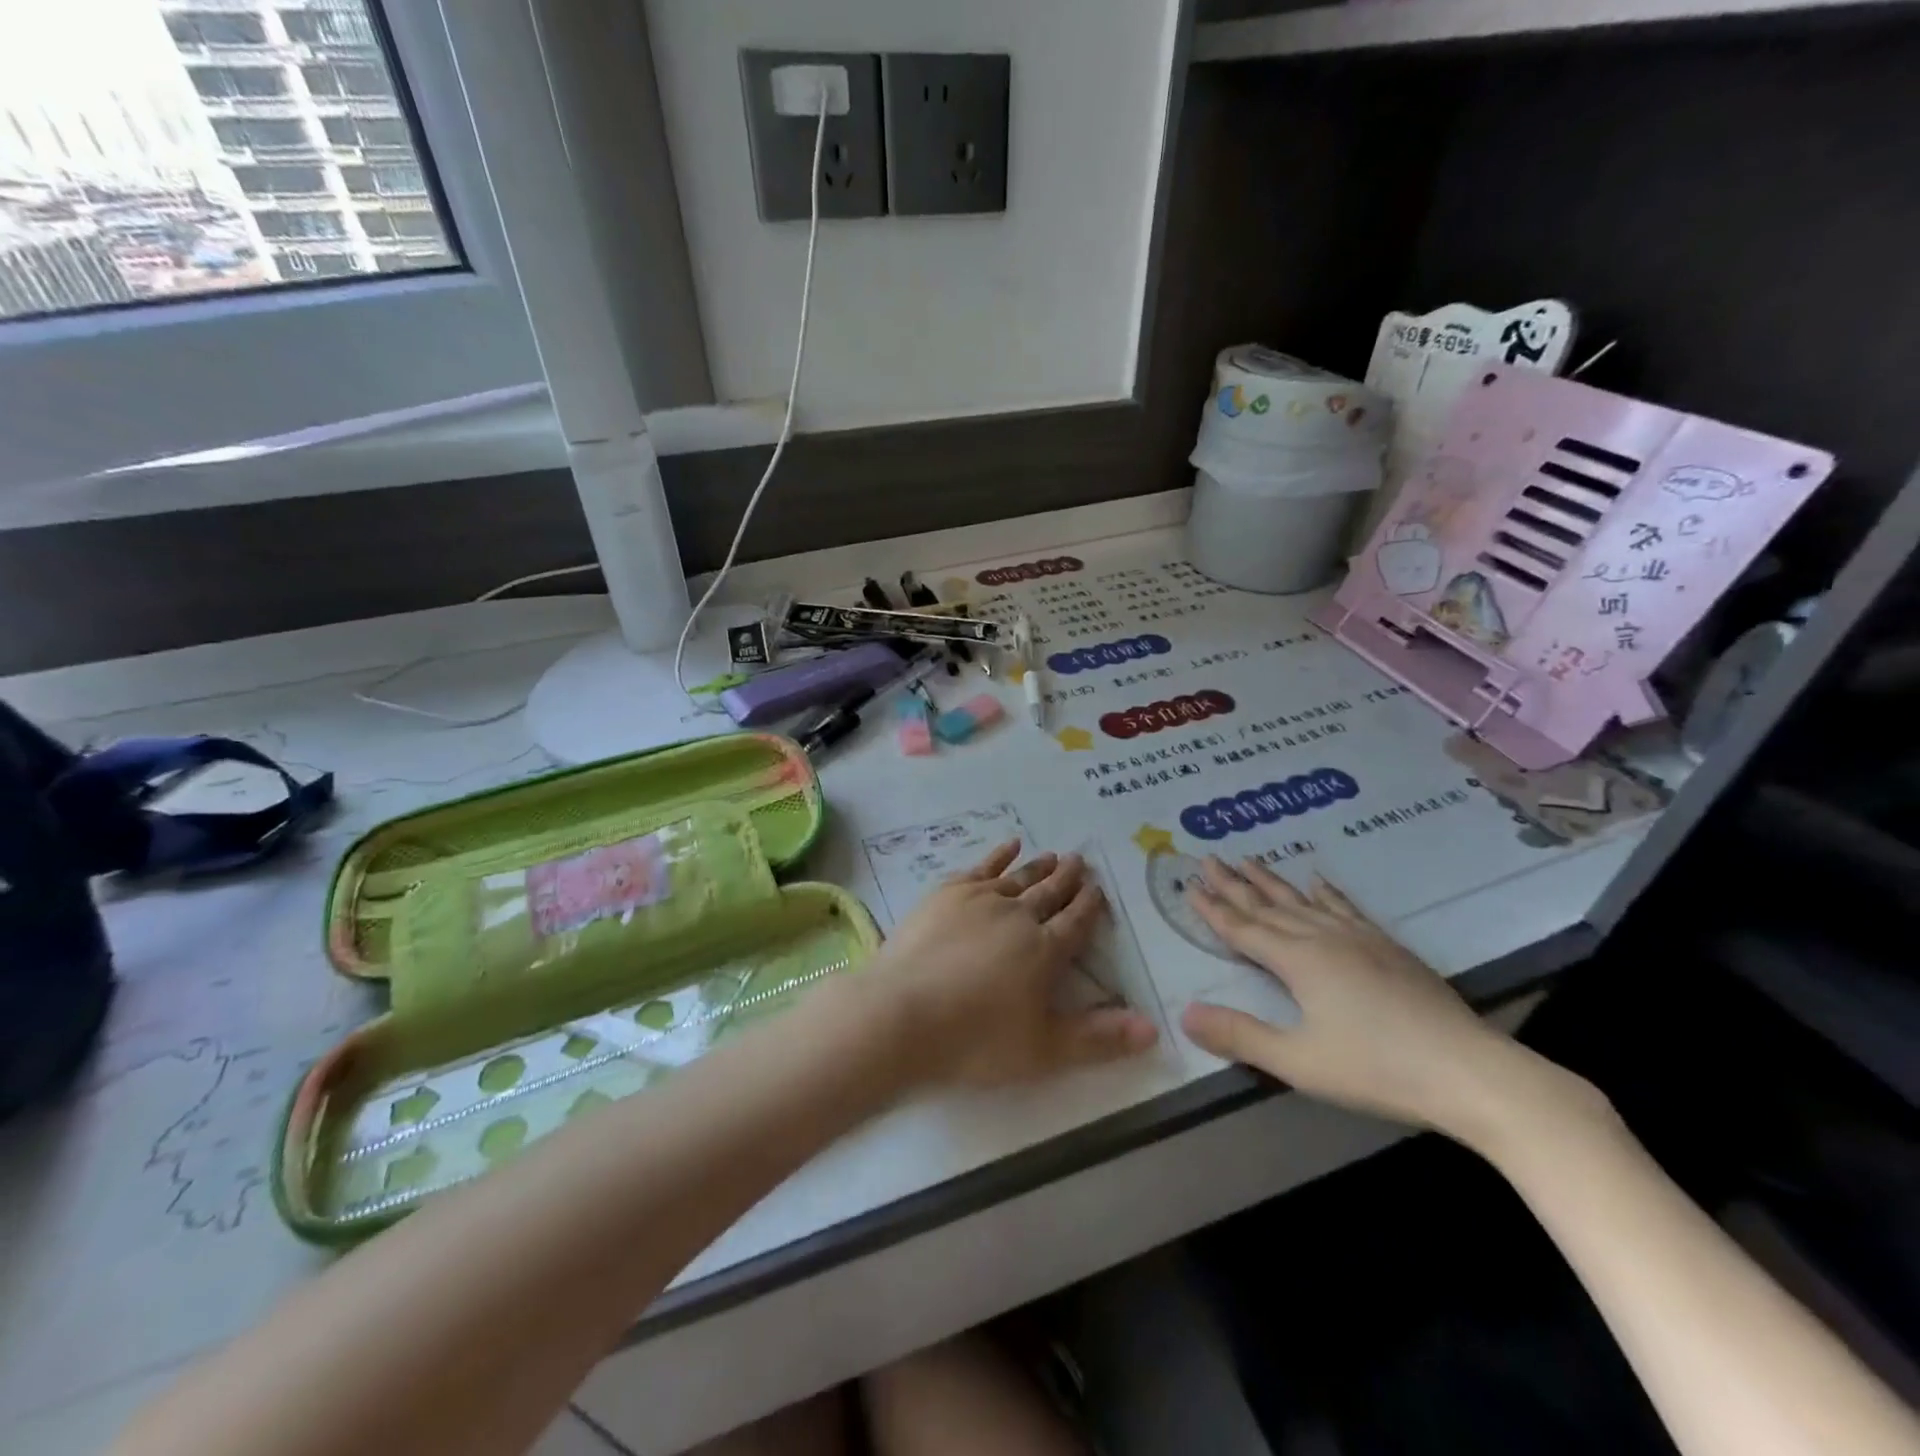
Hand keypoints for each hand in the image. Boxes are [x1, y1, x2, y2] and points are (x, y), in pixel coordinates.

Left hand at [879, 842, 1158, 1088]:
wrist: (901, 1015)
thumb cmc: (975, 1041)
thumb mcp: (1044, 1051)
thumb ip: (1099, 1039)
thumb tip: (1153, 1028)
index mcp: (1044, 951)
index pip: (1075, 922)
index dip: (1089, 906)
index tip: (1098, 889)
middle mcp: (1018, 916)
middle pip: (1049, 893)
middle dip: (1068, 879)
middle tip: (1081, 860)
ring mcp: (980, 899)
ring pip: (1019, 877)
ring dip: (1038, 867)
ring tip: (1054, 855)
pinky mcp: (947, 894)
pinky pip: (981, 867)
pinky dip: (998, 855)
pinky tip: (1009, 846)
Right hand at [1179, 856, 1544, 1141]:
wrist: (1468, 1070)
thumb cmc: (1376, 1068)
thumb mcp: (1299, 1061)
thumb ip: (1240, 1035)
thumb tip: (1185, 1013)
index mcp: (1297, 961)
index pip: (1243, 929)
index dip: (1213, 908)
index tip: (1189, 884)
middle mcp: (1322, 938)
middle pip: (1268, 906)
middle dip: (1234, 884)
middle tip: (1208, 858)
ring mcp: (1359, 939)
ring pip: (1303, 901)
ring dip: (1272, 882)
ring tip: (1249, 860)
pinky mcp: (1388, 948)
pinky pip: (1345, 908)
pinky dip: (1327, 892)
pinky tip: (1319, 881)